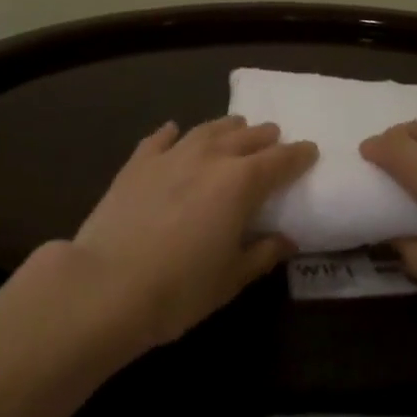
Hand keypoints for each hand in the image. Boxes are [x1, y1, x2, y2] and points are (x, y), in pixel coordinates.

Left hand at [65, 116, 316, 353]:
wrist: (106, 285)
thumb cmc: (179, 289)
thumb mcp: (230, 278)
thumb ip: (262, 254)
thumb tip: (286, 240)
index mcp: (240, 183)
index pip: (279, 161)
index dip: (298, 155)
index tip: (310, 150)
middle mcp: (209, 158)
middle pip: (245, 138)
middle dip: (264, 136)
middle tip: (274, 136)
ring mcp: (171, 156)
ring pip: (206, 130)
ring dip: (226, 127)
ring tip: (236, 126)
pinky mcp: (137, 163)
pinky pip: (160, 139)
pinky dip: (173, 133)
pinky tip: (175, 130)